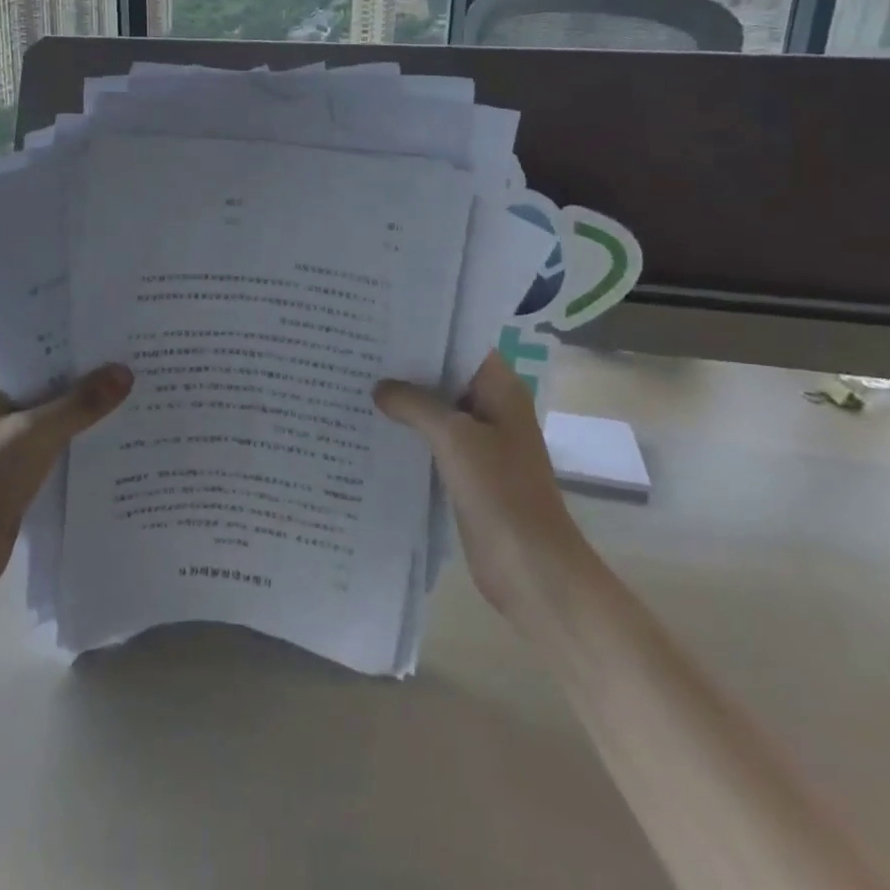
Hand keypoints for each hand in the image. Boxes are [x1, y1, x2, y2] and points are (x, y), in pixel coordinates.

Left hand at [0, 365, 133, 605]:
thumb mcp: (35, 434)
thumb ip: (80, 403)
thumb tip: (126, 372)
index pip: (36, 354)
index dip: (73, 346)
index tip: (114, 337)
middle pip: (49, 386)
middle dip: (87, 380)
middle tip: (135, 365)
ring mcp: (6, 443)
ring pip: (55, 419)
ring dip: (87, 414)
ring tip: (135, 397)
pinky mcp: (19, 474)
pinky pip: (57, 448)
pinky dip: (80, 444)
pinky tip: (116, 440)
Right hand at [374, 351, 589, 622]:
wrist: (532, 569)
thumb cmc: (501, 492)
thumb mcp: (453, 437)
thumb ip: (414, 404)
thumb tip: (380, 387)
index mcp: (501, 389)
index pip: (462, 343)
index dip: (427, 331)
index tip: (385, 320)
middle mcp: (492, 408)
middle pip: (446, 375)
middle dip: (407, 366)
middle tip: (360, 349)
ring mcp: (481, 442)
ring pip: (437, 410)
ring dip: (405, 402)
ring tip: (357, 382)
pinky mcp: (468, 472)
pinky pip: (434, 441)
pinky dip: (409, 434)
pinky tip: (373, 428)